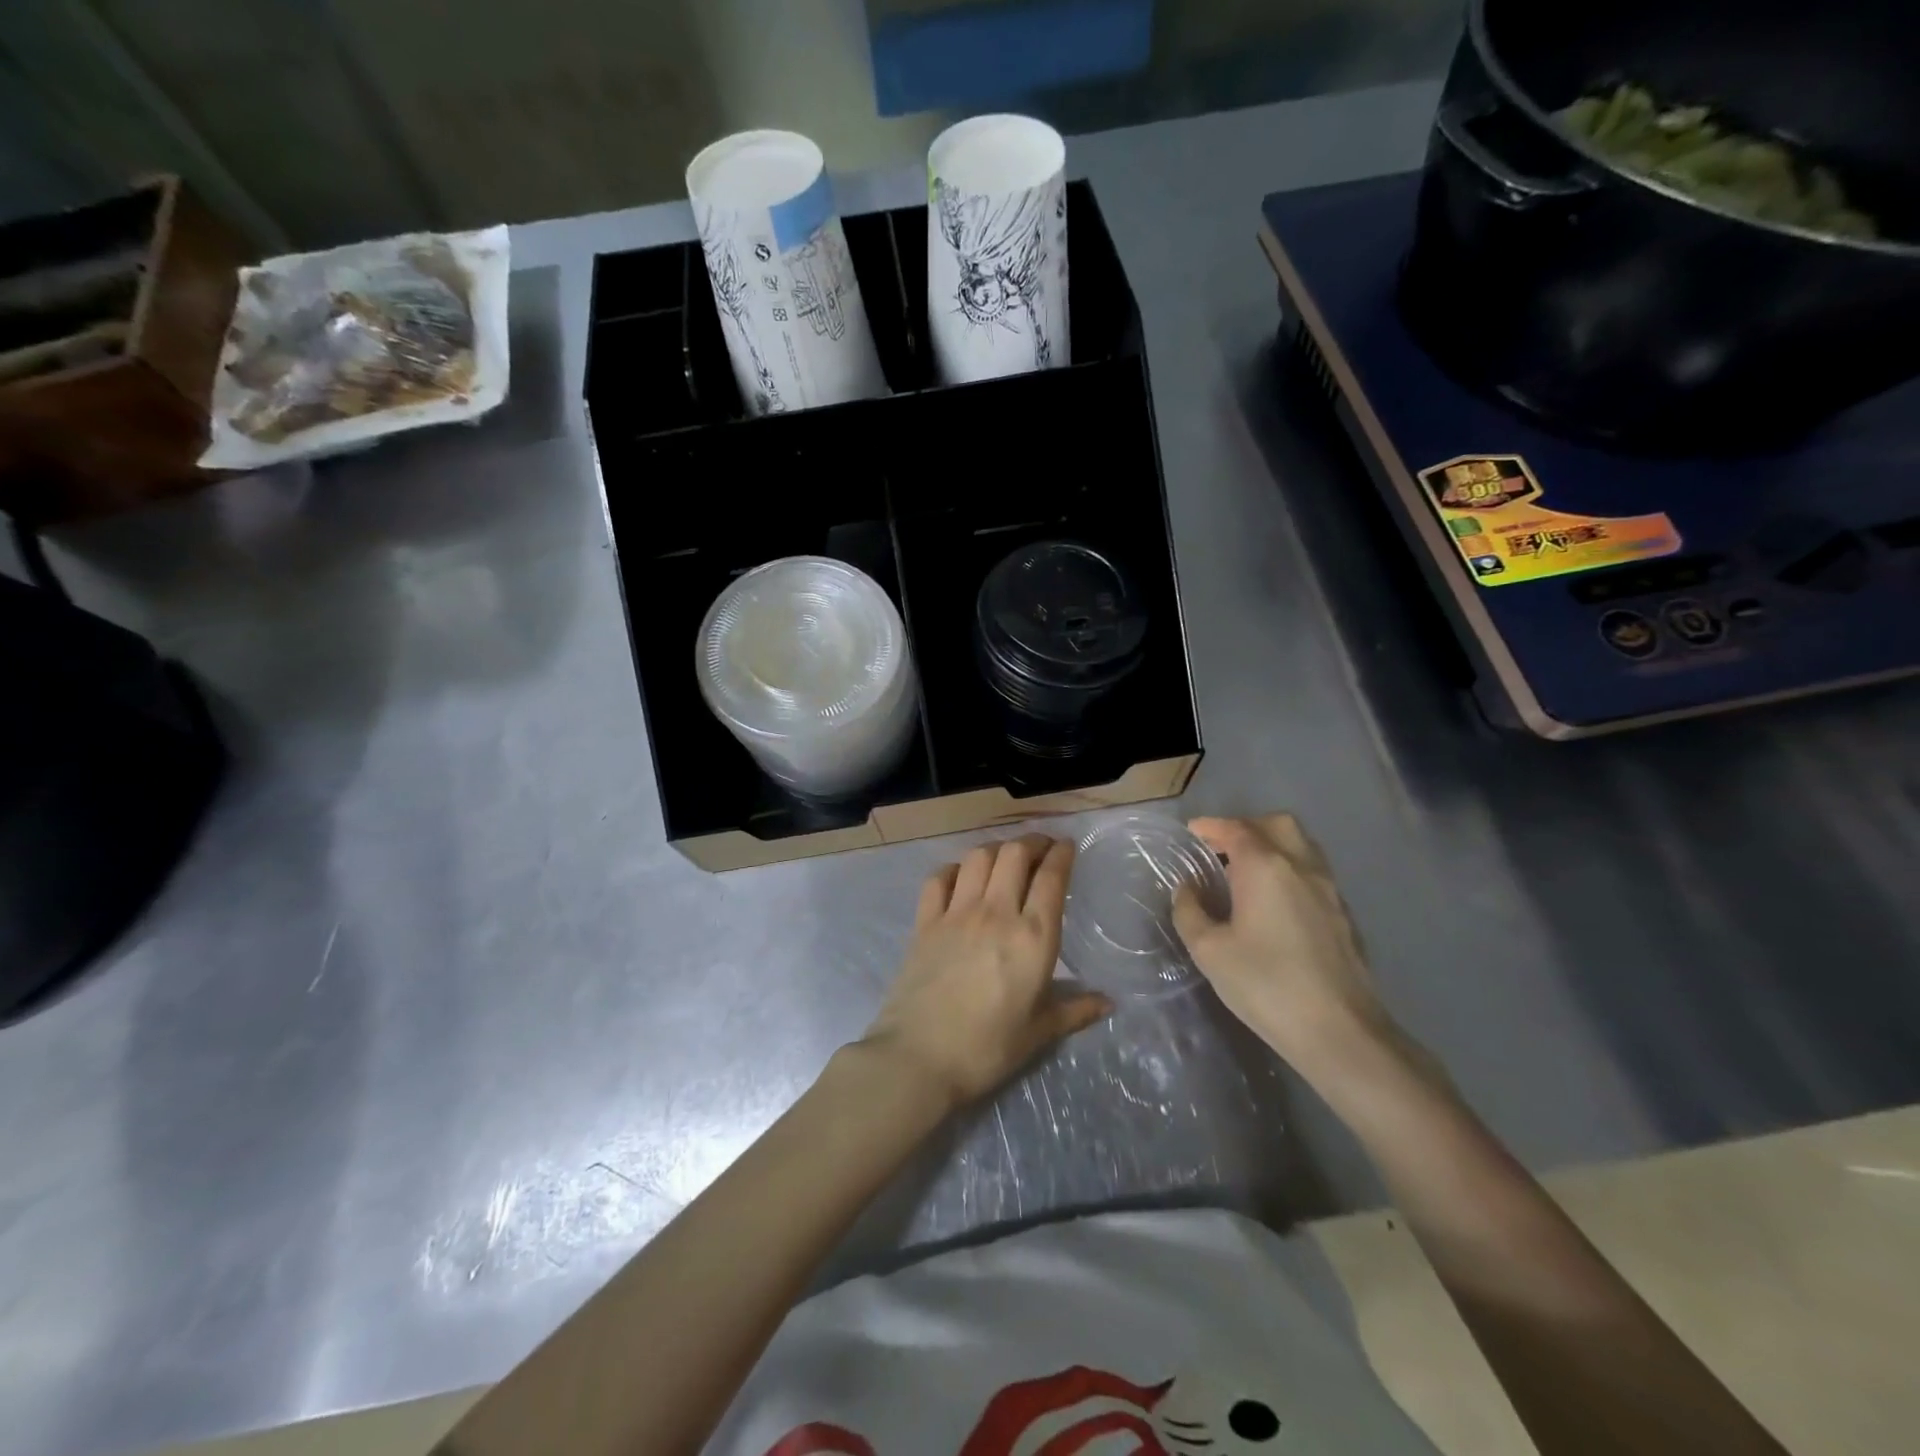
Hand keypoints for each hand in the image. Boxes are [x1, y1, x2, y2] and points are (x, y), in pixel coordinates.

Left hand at [861, 835, 1109, 1109]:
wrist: (919, 1058)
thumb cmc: (988, 1049)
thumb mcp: (1039, 1033)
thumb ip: (1075, 1011)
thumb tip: (1109, 1003)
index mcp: (1033, 937)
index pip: (1051, 878)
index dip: (1061, 854)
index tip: (1067, 846)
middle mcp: (996, 913)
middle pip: (1015, 854)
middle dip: (1032, 842)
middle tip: (1041, 847)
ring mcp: (956, 913)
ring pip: (978, 857)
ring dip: (996, 849)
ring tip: (1005, 857)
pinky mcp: (925, 922)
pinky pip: (939, 878)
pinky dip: (954, 869)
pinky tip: (961, 877)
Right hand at [1171, 814, 1395, 1078]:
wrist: (1340, 1032)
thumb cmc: (1266, 985)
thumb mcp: (1209, 951)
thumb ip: (1190, 911)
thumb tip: (1188, 889)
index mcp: (1265, 867)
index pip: (1235, 829)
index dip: (1210, 826)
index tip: (1191, 833)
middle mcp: (1301, 866)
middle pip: (1276, 825)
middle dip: (1246, 827)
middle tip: (1220, 849)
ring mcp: (1329, 889)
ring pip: (1301, 846)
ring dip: (1272, 846)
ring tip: (1246, 873)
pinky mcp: (1344, 915)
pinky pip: (1314, 873)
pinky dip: (1290, 871)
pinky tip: (1274, 903)